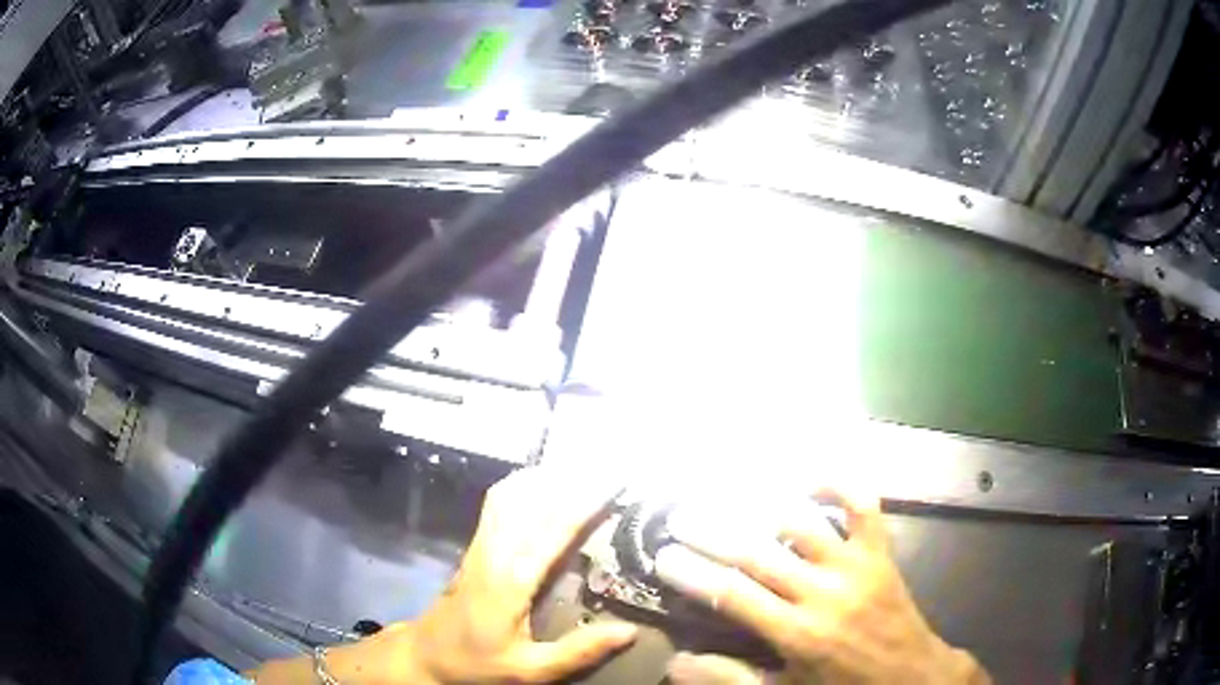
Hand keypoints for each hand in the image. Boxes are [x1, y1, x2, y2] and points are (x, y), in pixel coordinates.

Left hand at [400, 467, 636, 683]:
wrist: (427, 655)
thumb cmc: (479, 664)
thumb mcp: (531, 670)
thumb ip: (579, 651)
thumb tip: (630, 631)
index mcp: (511, 582)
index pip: (553, 530)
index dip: (585, 504)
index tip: (615, 485)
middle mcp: (495, 553)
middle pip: (533, 503)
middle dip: (571, 482)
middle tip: (609, 471)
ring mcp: (481, 546)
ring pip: (512, 496)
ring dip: (547, 479)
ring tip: (583, 470)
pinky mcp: (474, 546)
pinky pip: (498, 503)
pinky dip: (522, 485)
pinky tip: (541, 482)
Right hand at [656, 488, 988, 684]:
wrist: (911, 676)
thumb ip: (730, 677)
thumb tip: (675, 663)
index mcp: (798, 633)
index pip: (732, 595)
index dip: (693, 573)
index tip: (663, 557)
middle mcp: (824, 593)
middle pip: (758, 553)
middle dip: (713, 533)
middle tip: (681, 518)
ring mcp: (856, 566)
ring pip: (802, 525)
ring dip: (762, 508)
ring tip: (730, 498)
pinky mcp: (880, 552)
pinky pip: (863, 506)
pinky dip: (838, 485)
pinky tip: (809, 482)